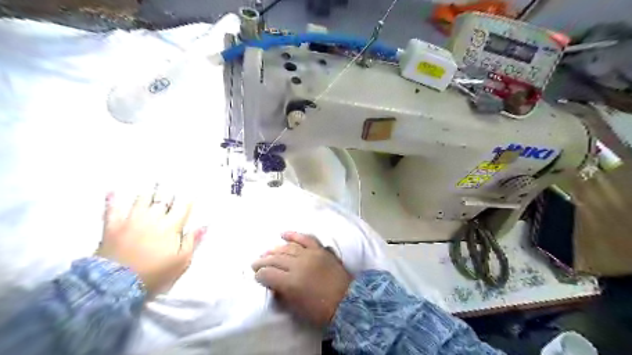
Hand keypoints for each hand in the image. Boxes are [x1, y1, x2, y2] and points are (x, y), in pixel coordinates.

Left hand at [95, 190, 206, 294]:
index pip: (183, 206)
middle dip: (170, 188)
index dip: (189, 197)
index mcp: (171, 226)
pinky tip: (112, 191)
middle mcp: (153, 218)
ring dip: (149, 190)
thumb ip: (193, 241)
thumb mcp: (181, 261)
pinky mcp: (112, 226)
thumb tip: (204, 226)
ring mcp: (132, 220)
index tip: (193, 189)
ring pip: (141, 198)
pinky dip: (112, 199)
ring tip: (153, 180)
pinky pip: (112, 209)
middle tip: (174, 179)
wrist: (117, 285)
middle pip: (163, 198)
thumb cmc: (154, 273)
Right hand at [253, 233, 353, 326]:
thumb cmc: (321, 310)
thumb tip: (271, 284)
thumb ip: (282, 294)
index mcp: (291, 282)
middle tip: (255, 263)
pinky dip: (294, 235)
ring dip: (275, 249)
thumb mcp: (297, 308)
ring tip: (267, 252)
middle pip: (275, 259)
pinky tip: (283, 234)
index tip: (256, 276)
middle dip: (263, 261)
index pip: (268, 274)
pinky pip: (305, 239)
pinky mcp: (320, 250)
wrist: (347, 301)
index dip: (259, 275)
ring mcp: (310, 254)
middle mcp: (299, 265)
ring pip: (287, 248)